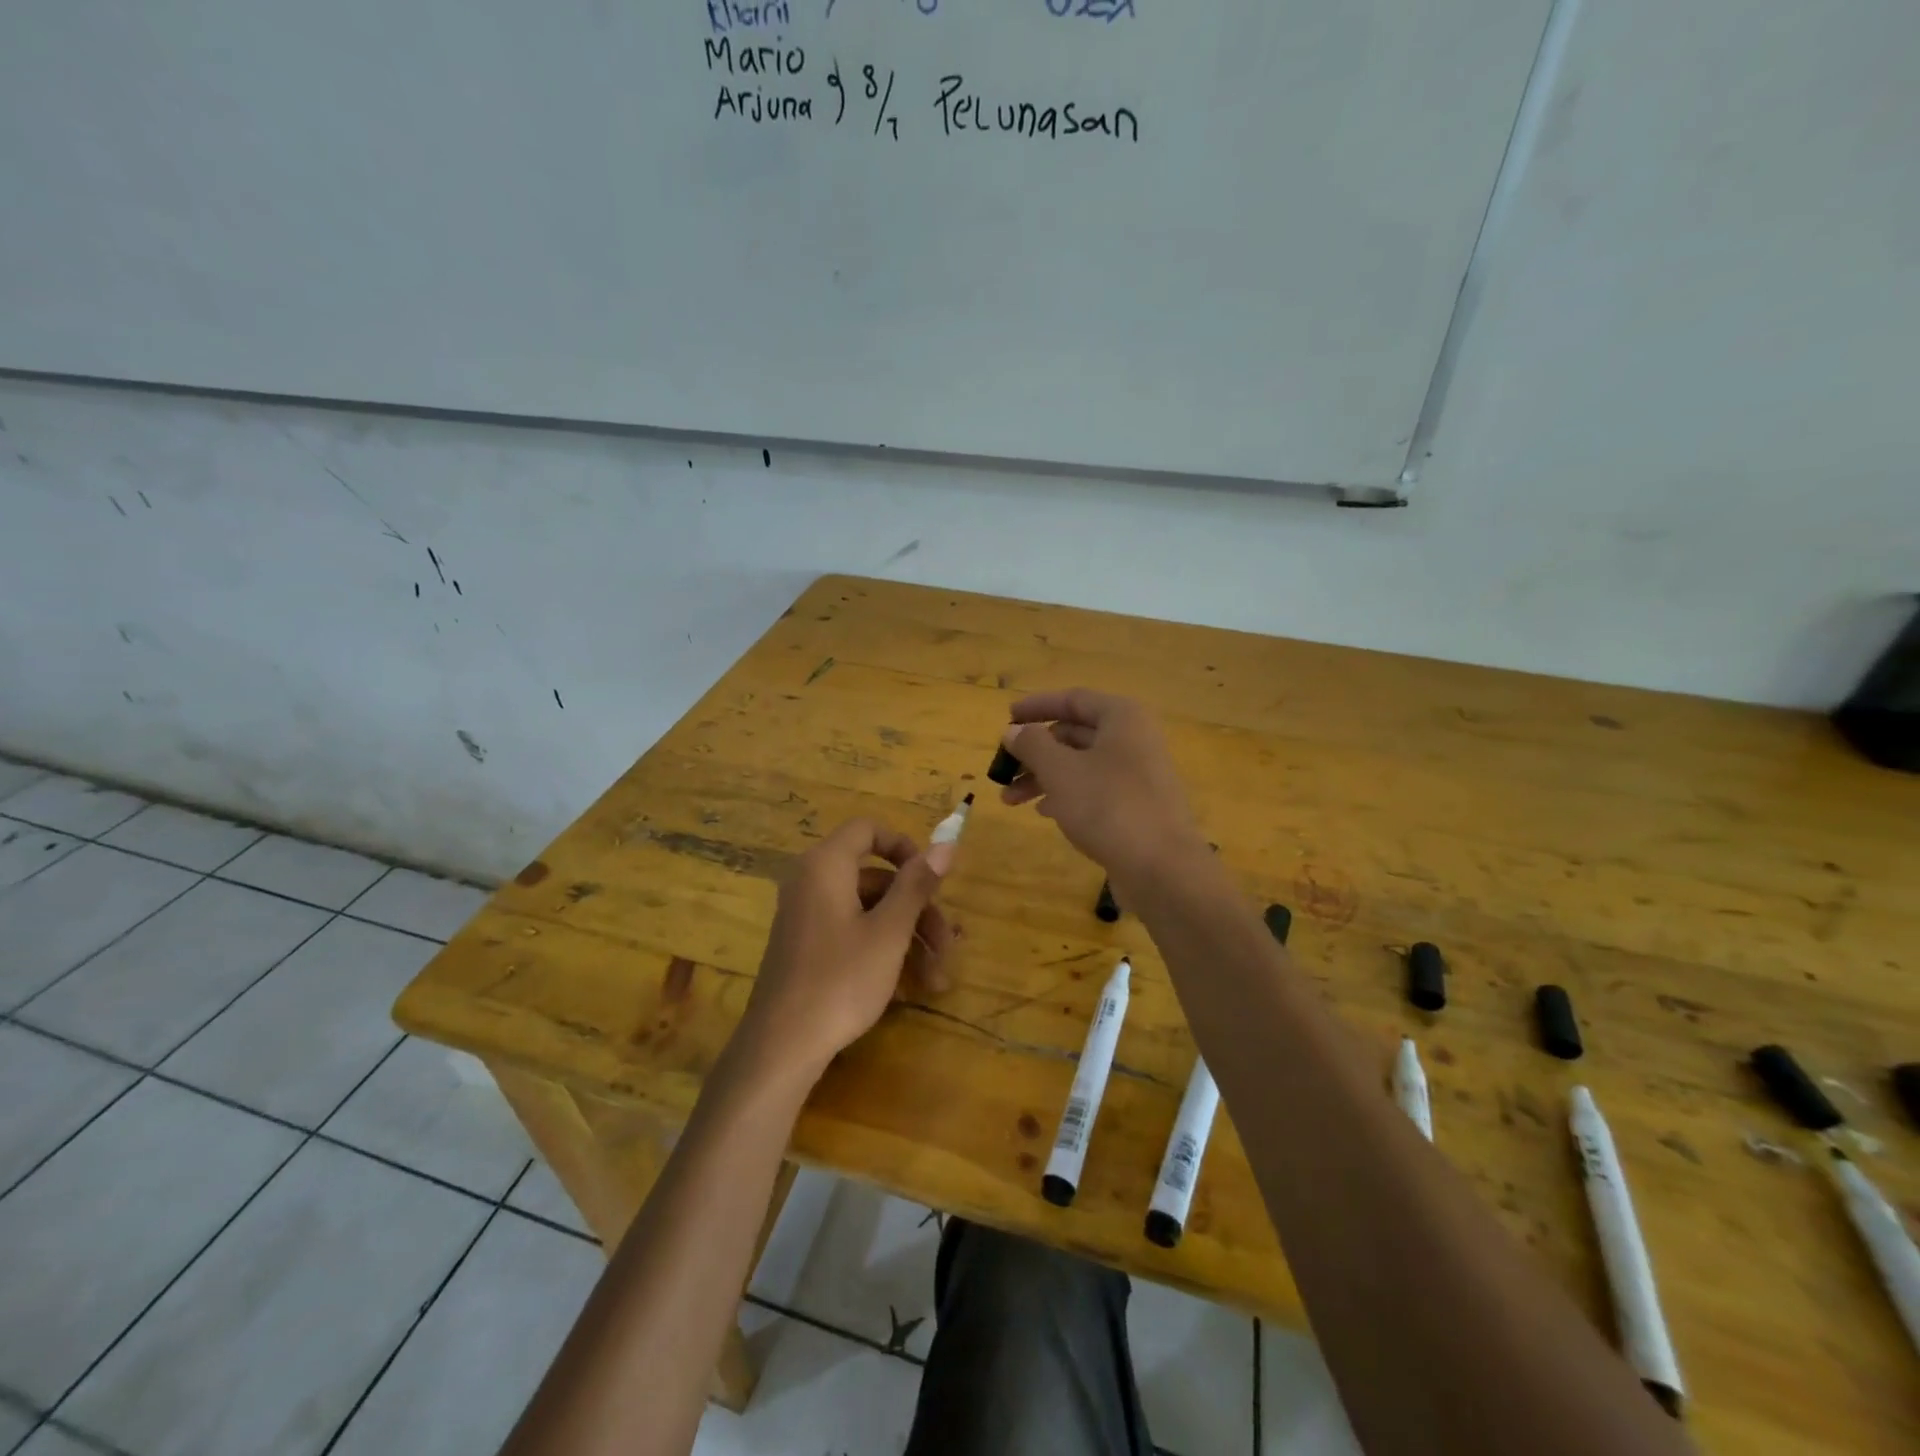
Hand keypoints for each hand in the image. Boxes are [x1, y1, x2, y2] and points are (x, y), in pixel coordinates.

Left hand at [732, 818, 955, 1085]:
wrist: (782, 1046)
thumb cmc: (841, 980)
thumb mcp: (889, 932)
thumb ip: (916, 884)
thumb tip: (945, 844)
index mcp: (826, 866)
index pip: (868, 829)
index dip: (904, 847)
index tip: (932, 878)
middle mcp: (811, 882)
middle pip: (876, 878)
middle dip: (918, 910)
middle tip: (948, 947)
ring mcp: (807, 916)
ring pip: (869, 911)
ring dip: (907, 938)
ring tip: (936, 981)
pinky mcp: (806, 947)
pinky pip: (851, 932)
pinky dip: (882, 950)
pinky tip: (908, 988)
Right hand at [1000, 689, 1208, 899]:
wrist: (1162, 867)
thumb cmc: (1108, 806)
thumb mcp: (1060, 771)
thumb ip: (1032, 745)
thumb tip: (1014, 730)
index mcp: (1122, 717)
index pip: (1073, 699)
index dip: (1037, 706)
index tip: (1007, 717)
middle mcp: (1134, 739)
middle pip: (1075, 733)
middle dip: (1035, 751)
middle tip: (1003, 769)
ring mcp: (1138, 774)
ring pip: (1082, 764)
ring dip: (1044, 777)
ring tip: (1011, 800)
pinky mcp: (1137, 805)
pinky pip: (1095, 789)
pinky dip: (1066, 795)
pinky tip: (1044, 812)